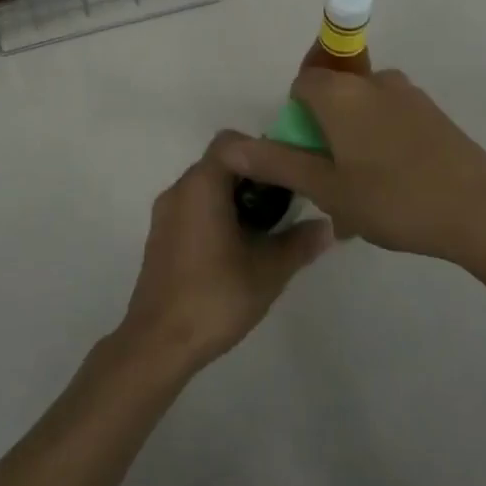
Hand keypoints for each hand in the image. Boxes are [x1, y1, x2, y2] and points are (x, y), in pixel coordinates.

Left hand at [117, 135, 334, 374]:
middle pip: (220, 162)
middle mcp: (179, 189)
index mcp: (201, 185)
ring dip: (236, 196)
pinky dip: (217, 213)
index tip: (288, 174)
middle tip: (285, 202)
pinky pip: (194, 207)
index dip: (262, 150)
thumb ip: (299, 243)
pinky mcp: (161, 236)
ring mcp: (166, 213)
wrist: (158, 342)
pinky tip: (239, 246)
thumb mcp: (267, 271)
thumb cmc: (214, 297)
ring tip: (267, 227)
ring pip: (206, 186)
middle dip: (254, 175)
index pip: (231, 142)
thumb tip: (328, 227)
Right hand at [215, 69, 485, 276]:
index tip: (307, 160)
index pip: (301, 85)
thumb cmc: (393, 199)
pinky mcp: (433, 113)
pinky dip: (382, 144)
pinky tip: (395, 189)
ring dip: (354, 143)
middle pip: (332, 96)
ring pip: (363, 111)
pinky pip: (391, 119)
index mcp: (341, 92)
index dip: (296, 121)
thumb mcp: (326, 188)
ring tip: (364, 197)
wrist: (482, 213)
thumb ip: (276, 163)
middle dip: (325, 135)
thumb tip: (228, 147)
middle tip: (333, 184)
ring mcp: (408, 94)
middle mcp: (372, 80)